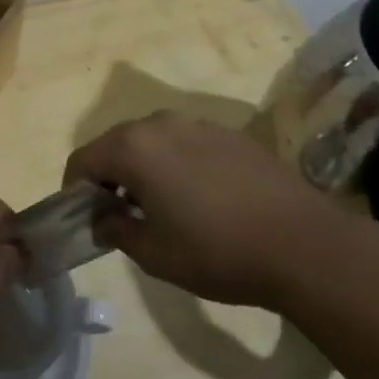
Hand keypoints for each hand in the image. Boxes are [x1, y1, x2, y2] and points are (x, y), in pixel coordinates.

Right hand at [63, 111, 337, 305]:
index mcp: (133, 148)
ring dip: (143, 168)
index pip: (83, 160)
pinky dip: (176, 164)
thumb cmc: (217, 251)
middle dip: (109, 176)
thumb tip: (101, 219)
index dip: (75, 190)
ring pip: (152, 141)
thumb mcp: (154, 254)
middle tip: (119, 215)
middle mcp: (160, 124)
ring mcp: (198, 124)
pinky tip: (200, 199)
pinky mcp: (229, 134)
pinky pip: (185, 143)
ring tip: (161, 207)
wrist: (304, 244)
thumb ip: (116, 230)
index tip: (85, 218)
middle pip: (116, 144)